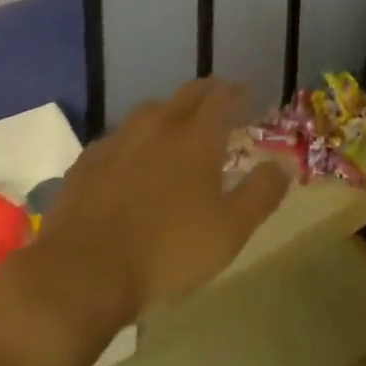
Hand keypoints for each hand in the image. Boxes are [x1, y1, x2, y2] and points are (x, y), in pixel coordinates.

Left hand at [0, 80, 289, 363]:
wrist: (81, 273)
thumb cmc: (166, 253)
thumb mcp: (229, 232)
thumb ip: (260, 194)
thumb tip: (285, 165)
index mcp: (197, 137)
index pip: (222, 96)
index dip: (237, 92)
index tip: (247, 94)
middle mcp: (160, 125)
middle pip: (187, 94)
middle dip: (207, 92)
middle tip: (218, 102)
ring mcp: (119, 139)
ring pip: (151, 110)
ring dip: (169, 112)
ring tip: (176, 127)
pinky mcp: (87, 161)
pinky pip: (118, 137)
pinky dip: (134, 139)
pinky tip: (131, 158)